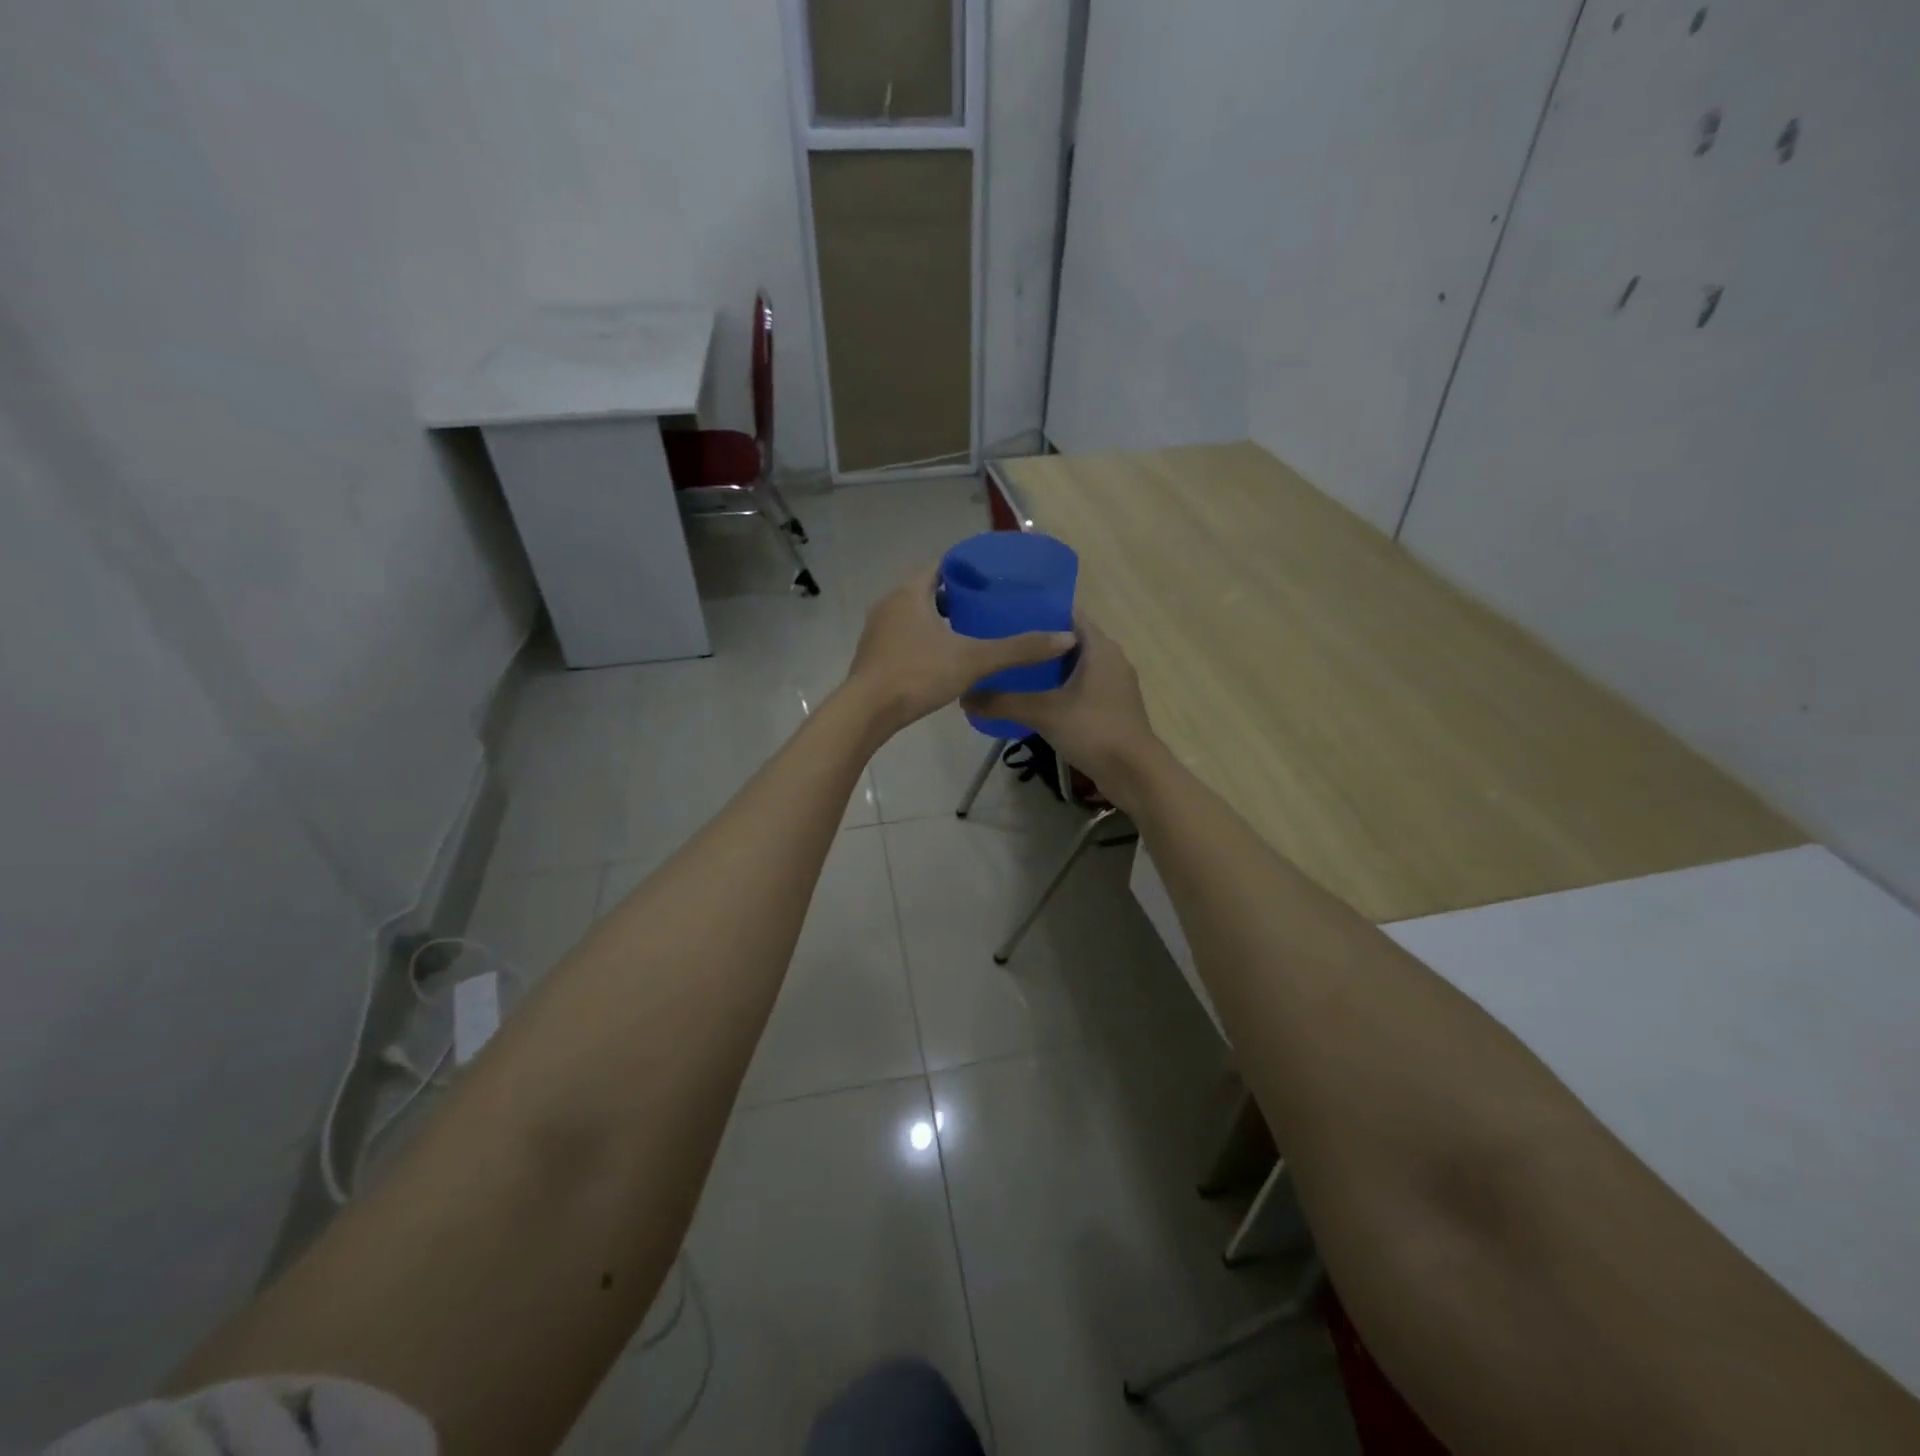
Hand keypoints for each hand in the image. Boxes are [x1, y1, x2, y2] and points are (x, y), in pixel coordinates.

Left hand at [843, 565, 1076, 736]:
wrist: (866, 713)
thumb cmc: (917, 674)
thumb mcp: (974, 660)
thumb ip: (1018, 649)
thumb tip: (1065, 638)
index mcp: (910, 592)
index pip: (942, 565)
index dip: (969, 568)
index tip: (995, 578)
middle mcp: (890, 604)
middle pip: (929, 589)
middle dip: (959, 596)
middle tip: (991, 606)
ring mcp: (878, 631)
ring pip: (916, 615)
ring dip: (941, 620)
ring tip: (974, 632)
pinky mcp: (875, 655)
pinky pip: (906, 637)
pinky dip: (927, 640)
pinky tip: (946, 659)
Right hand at [963, 614, 1164, 802]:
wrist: (1134, 773)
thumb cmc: (1093, 730)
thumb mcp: (1043, 712)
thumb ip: (1003, 702)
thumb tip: (964, 697)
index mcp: (1100, 647)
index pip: (1068, 614)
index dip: (1039, 611)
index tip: (1007, 614)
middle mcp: (1110, 658)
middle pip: (1069, 640)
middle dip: (1038, 641)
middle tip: (1002, 643)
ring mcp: (1114, 684)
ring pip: (1075, 665)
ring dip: (1048, 667)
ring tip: (1011, 669)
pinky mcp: (1112, 706)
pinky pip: (1081, 686)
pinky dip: (1060, 687)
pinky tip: (1034, 698)